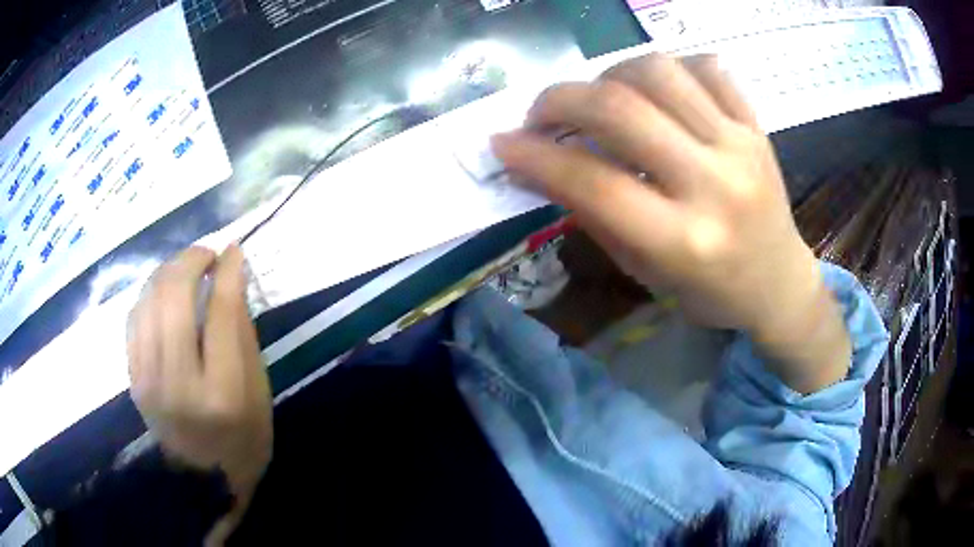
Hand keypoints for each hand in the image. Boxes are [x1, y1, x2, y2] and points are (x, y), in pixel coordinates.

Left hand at [127, 245, 271, 544]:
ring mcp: (148, 381)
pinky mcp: (133, 379)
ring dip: (168, 271)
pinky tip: (164, 293)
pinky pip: (134, 318)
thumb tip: (230, 274)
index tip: (232, 248)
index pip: (220, 312)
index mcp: (223, 394)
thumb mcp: (258, 391)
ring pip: (149, 300)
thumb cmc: (243, 439)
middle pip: (174, 297)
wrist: (204, 480)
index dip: (227, 271)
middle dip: (191, 260)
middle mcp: (179, 384)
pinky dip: (150, 294)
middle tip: (207, 253)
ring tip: (186, 268)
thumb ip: (241, 331)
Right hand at [492, 54, 850, 392]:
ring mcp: (740, 147)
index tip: (502, 143)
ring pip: (660, 72)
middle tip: (541, 114)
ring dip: (610, 75)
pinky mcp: (756, 126)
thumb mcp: (646, 272)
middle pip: (621, 111)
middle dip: (560, 100)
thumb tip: (540, 165)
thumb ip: (594, 216)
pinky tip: (657, 90)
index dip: (535, 156)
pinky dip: (669, 67)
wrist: (780, 283)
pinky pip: (708, 67)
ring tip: (601, 97)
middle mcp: (714, 186)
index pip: (593, 182)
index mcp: (683, 242)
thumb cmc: (710, 293)